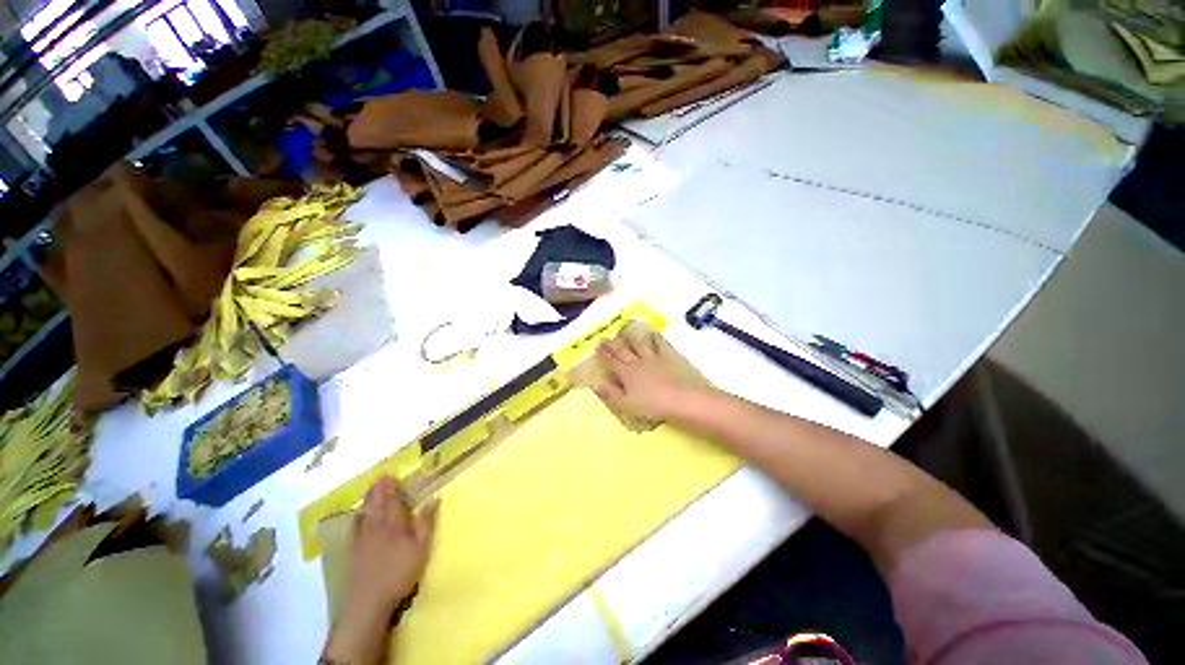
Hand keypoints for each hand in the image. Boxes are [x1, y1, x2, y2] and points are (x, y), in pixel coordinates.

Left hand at [344, 477, 437, 617]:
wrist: (368, 601)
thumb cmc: (399, 573)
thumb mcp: (421, 548)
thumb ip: (426, 522)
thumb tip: (434, 499)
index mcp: (395, 524)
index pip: (393, 501)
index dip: (392, 488)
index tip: (392, 476)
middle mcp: (377, 527)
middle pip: (377, 504)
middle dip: (379, 490)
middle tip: (381, 477)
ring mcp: (363, 539)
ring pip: (365, 513)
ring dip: (368, 499)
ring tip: (371, 489)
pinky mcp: (354, 552)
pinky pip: (354, 528)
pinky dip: (357, 517)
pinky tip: (358, 516)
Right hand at [594, 332, 693, 421]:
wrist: (685, 399)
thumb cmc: (654, 407)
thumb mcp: (627, 405)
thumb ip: (610, 393)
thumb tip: (595, 383)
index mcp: (626, 374)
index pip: (611, 362)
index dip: (603, 355)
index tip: (596, 346)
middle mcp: (638, 362)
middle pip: (622, 351)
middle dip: (611, 344)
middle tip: (604, 337)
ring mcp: (654, 357)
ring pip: (639, 344)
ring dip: (631, 338)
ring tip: (625, 331)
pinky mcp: (670, 356)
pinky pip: (660, 343)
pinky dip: (655, 337)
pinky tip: (653, 334)